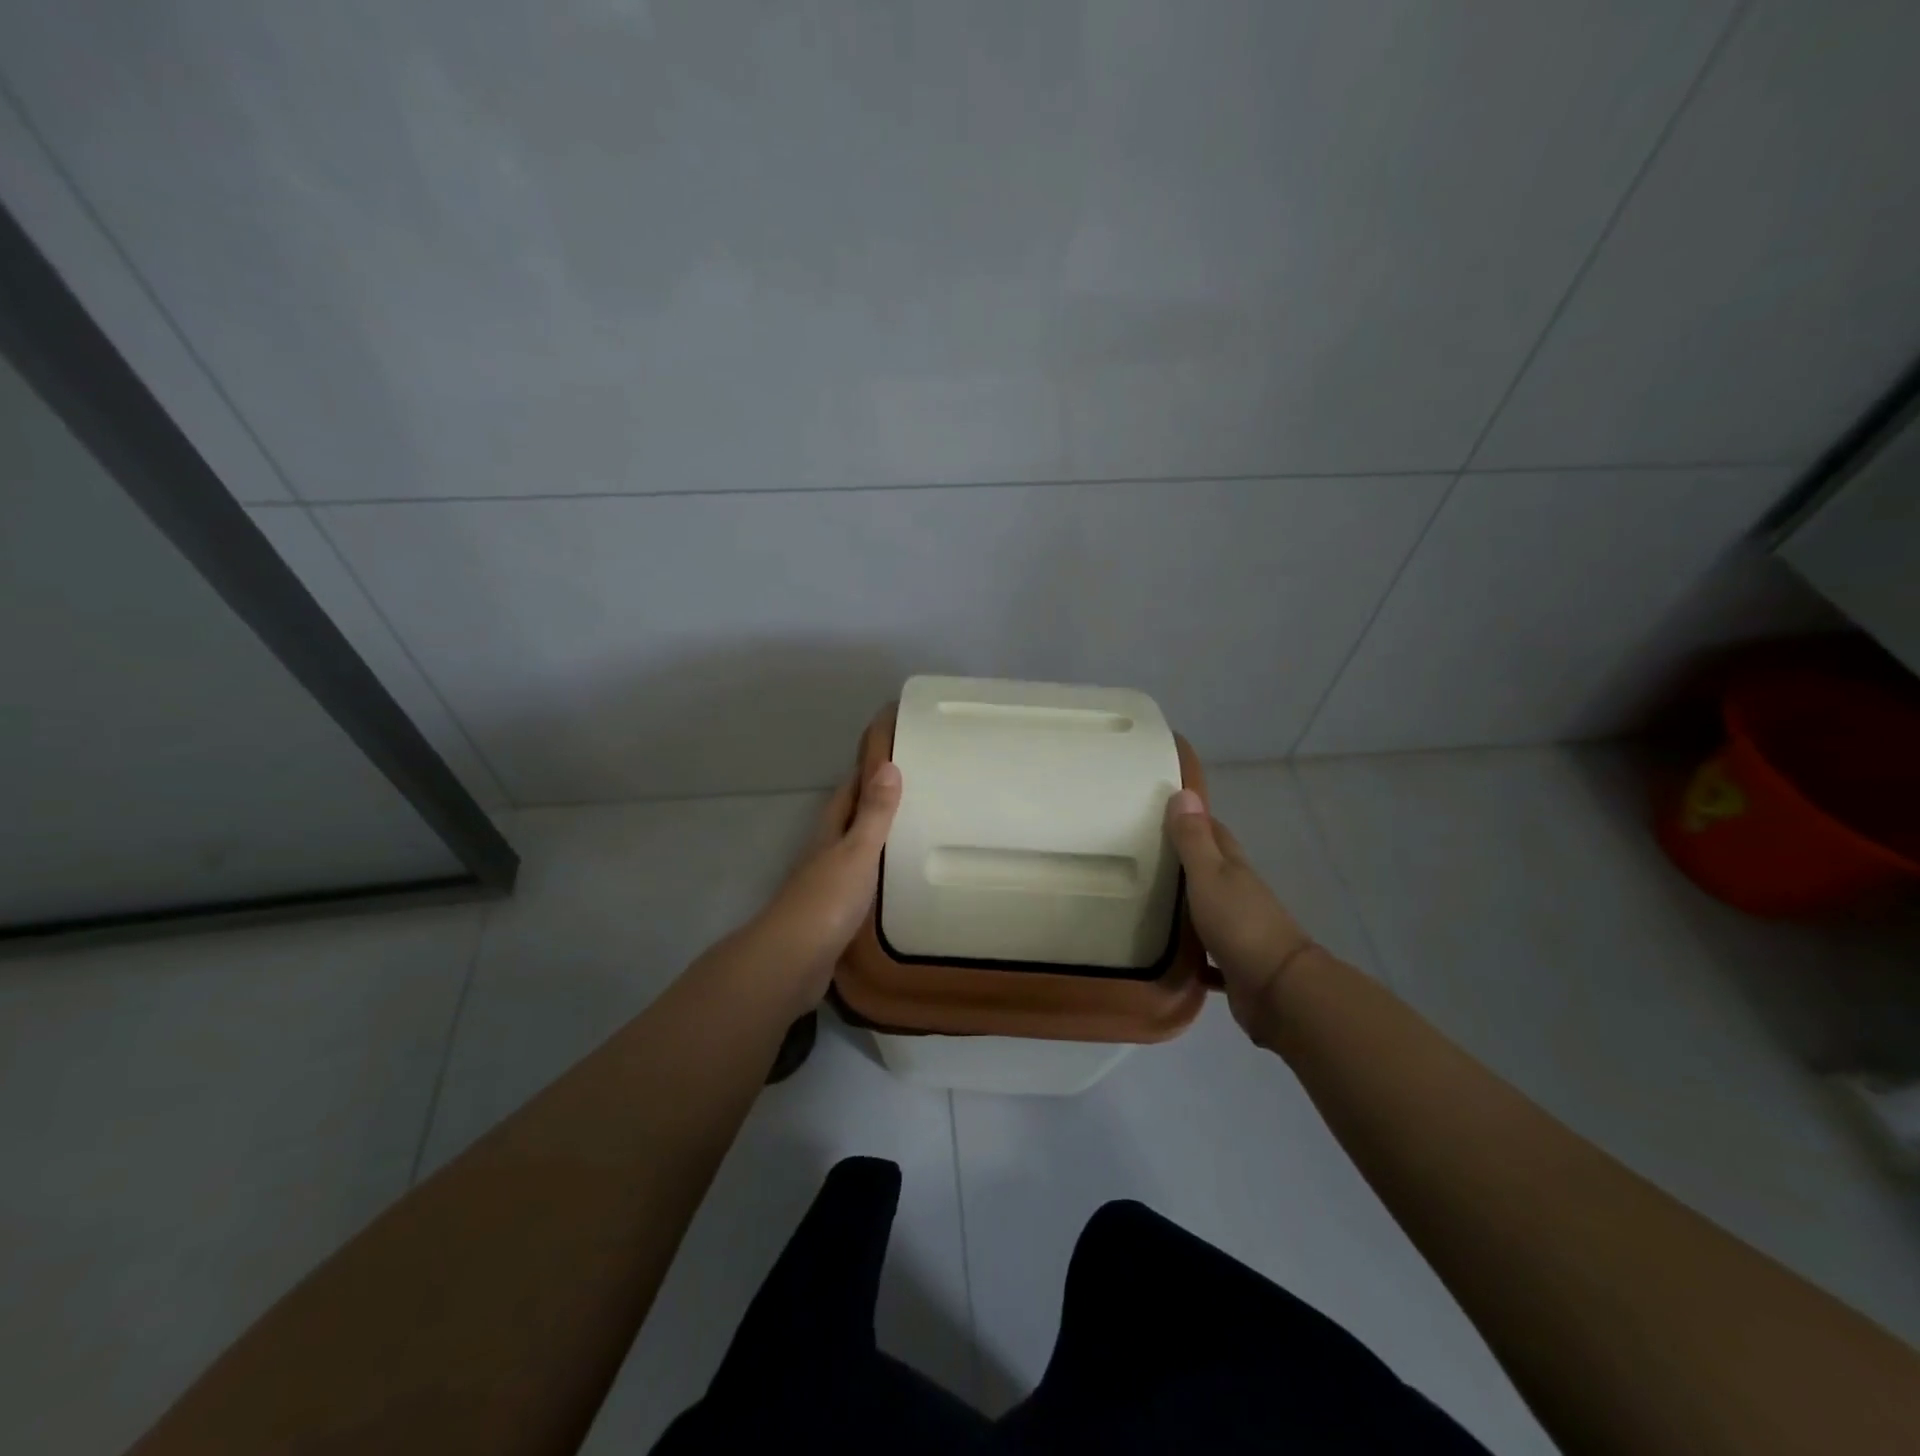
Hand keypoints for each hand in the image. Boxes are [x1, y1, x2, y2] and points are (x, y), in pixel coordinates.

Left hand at [745, 762, 902, 1004]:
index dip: (864, 775)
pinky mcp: (829, 918)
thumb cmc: (827, 900)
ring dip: (870, 845)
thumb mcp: (857, 851)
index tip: (888, 758)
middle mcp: (822, 856)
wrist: (793, 962)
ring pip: (849, 856)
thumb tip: (888, 765)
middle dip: (869, 808)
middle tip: (907, 797)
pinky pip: (855, 888)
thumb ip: (874, 813)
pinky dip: (871, 880)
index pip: (846, 794)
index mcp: (828, 835)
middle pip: (846, 823)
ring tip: (906, 838)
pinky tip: (889, 888)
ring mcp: (823, 888)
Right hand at [1165, 789, 1313, 1044]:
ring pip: (1209, 909)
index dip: (1193, 820)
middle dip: (1185, 860)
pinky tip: (1168, 952)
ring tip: (1146, 901)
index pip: (1215, 833)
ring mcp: (1240, 930)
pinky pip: (1208, 953)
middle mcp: (1240, 895)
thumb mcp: (1209, 875)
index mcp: (1234, 869)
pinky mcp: (1235, 965)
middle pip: (1212, 869)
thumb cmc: (1239, 923)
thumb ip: (1193, 839)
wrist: (1278, 990)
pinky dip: (1192, 951)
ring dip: (1187, 904)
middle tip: (1144, 855)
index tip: (1162, 812)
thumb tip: (1184, 791)